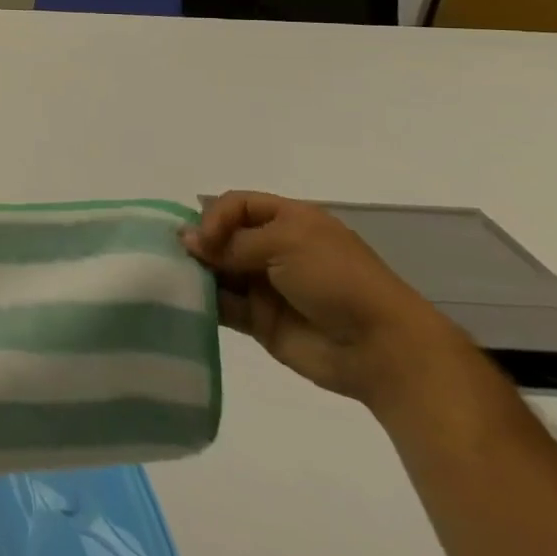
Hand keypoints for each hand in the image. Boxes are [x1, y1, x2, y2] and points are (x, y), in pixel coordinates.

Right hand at [182, 191, 470, 411]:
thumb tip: (187, 240)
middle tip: (175, 255)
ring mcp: (266, 285)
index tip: (204, 239)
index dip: (214, 216)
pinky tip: (185, 300)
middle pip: (222, 236)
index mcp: (289, 221)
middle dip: (199, 243)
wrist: (382, 350)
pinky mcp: (259, 320)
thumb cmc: (338, 280)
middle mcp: (274, 249)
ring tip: (174, 277)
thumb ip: (233, 241)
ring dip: (197, 272)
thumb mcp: (286, 243)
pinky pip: (223, 306)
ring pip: (218, 270)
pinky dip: (203, 302)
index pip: (236, 205)